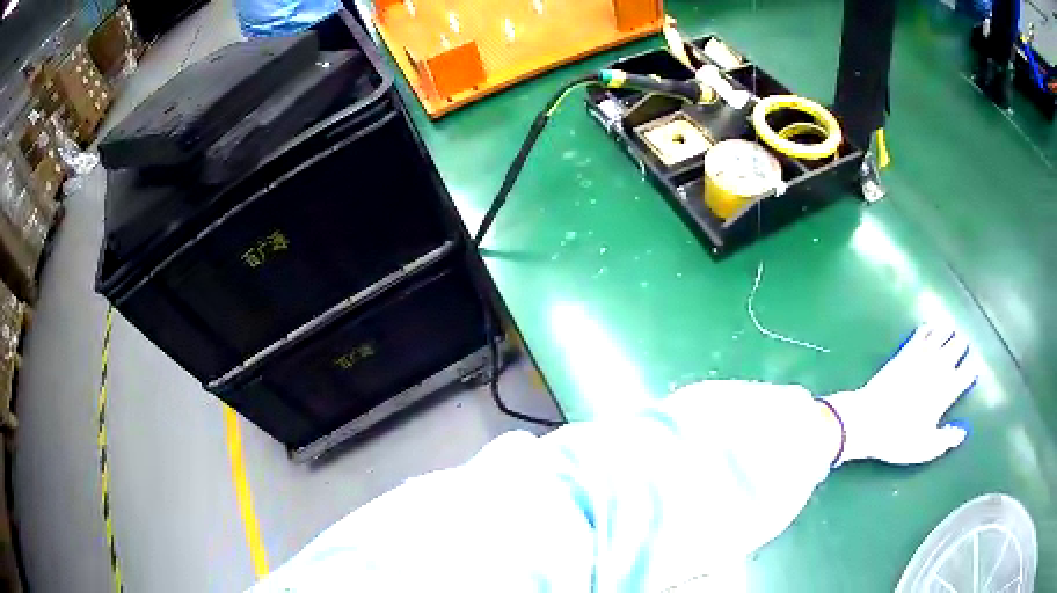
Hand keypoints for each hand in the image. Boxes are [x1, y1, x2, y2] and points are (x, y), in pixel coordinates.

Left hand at [823, 324, 977, 465]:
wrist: (867, 420)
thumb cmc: (898, 438)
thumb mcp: (925, 448)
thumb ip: (946, 440)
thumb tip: (962, 433)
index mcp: (947, 391)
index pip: (967, 373)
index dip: (972, 370)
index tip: (974, 370)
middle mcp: (938, 368)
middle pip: (957, 347)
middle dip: (961, 346)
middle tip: (964, 345)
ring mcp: (921, 357)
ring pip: (941, 335)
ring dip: (948, 332)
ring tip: (952, 329)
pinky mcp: (904, 353)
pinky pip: (920, 334)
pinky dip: (928, 328)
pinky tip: (930, 326)